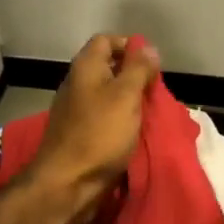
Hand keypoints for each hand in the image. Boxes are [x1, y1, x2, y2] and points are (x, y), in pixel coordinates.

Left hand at [25, 34, 160, 215]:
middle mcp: (77, 83)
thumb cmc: (99, 134)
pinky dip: (120, 120)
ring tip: (150, 112)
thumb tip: (148, 48)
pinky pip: (104, 117)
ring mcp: (76, 110)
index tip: (152, 65)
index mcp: (85, 67)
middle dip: (134, 75)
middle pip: (108, 67)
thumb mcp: (126, 96)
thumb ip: (138, 69)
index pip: (107, 40)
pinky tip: (135, 131)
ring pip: (107, 94)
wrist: (67, 183)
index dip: (130, 46)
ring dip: (129, 100)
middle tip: (155, 91)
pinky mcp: (79, 133)